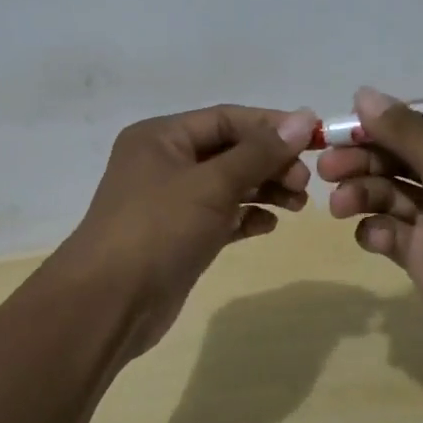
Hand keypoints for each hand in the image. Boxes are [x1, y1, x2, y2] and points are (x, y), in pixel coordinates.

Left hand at [60, 103, 318, 356]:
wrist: (109, 304)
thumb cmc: (158, 229)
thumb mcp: (211, 184)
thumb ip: (259, 152)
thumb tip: (302, 118)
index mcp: (161, 137)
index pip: (226, 118)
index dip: (270, 126)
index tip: (313, 138)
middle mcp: (164, 162)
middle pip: (229, 150)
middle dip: (270, 162)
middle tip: (304, 183)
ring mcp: (170, 201)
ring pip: (227, 184)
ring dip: (264, 189)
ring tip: (298, 205)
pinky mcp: (179, 236)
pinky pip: (221, 216)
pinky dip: (246, 216)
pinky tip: (270, 225)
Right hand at [318, 87, 422, 392]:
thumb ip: (406, 132)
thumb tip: (363, 93)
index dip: (382, 122)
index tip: (344, 125)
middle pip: (399, 156)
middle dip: (362, 159)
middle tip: (326, 168)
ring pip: (390, 192)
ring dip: (362, 193)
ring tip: (340, 206)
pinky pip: (391, 232)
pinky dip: (377, 231)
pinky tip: (374, 237)